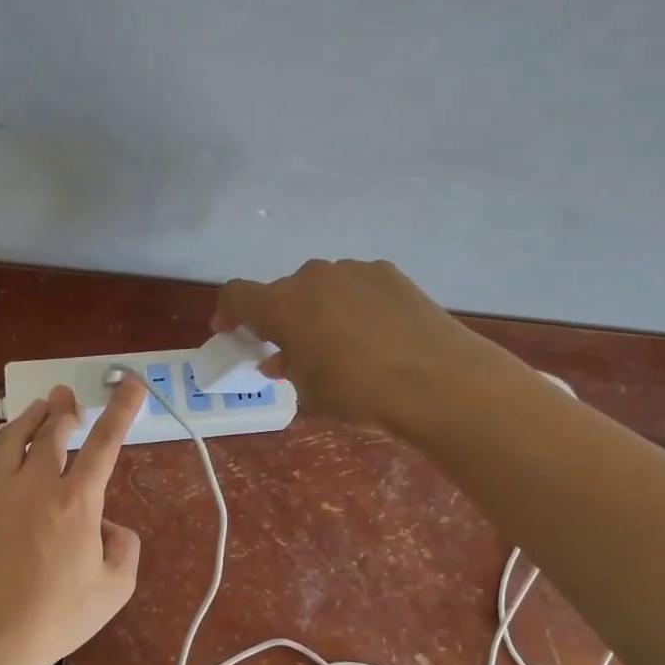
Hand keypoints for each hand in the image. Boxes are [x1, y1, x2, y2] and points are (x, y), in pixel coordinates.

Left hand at [0, 378, 145, 664]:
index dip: (121, 410)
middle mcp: (37, 486)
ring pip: (12, 440)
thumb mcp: (116, 586)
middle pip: (51, 432)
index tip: (131, 385)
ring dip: (30, 418)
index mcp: (77, 502)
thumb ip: (124, 546)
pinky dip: (6, 446)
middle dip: (64, 409)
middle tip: (68, 396)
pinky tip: (9, 449)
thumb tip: (106, 525)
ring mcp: (0, 494)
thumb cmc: (60, 615)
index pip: (104, 443)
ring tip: (39, 407)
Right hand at [214, 259, 485, 431]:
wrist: (437, 380)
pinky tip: (373, 333)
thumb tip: (281, 359)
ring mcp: (353, 271)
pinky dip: (351, 305)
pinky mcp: (388, 273)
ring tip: (338, 345)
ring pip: (320, 287)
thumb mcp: (310, 393)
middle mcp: (312, 277)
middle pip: (282, 292)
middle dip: (280, 320)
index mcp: (282, 306)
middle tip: (292, 352)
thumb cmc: (359, 393)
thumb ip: (288, 369)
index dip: (228, 313)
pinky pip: (355, 286)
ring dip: (317, 311)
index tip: (230, 332)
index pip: (237, 295)